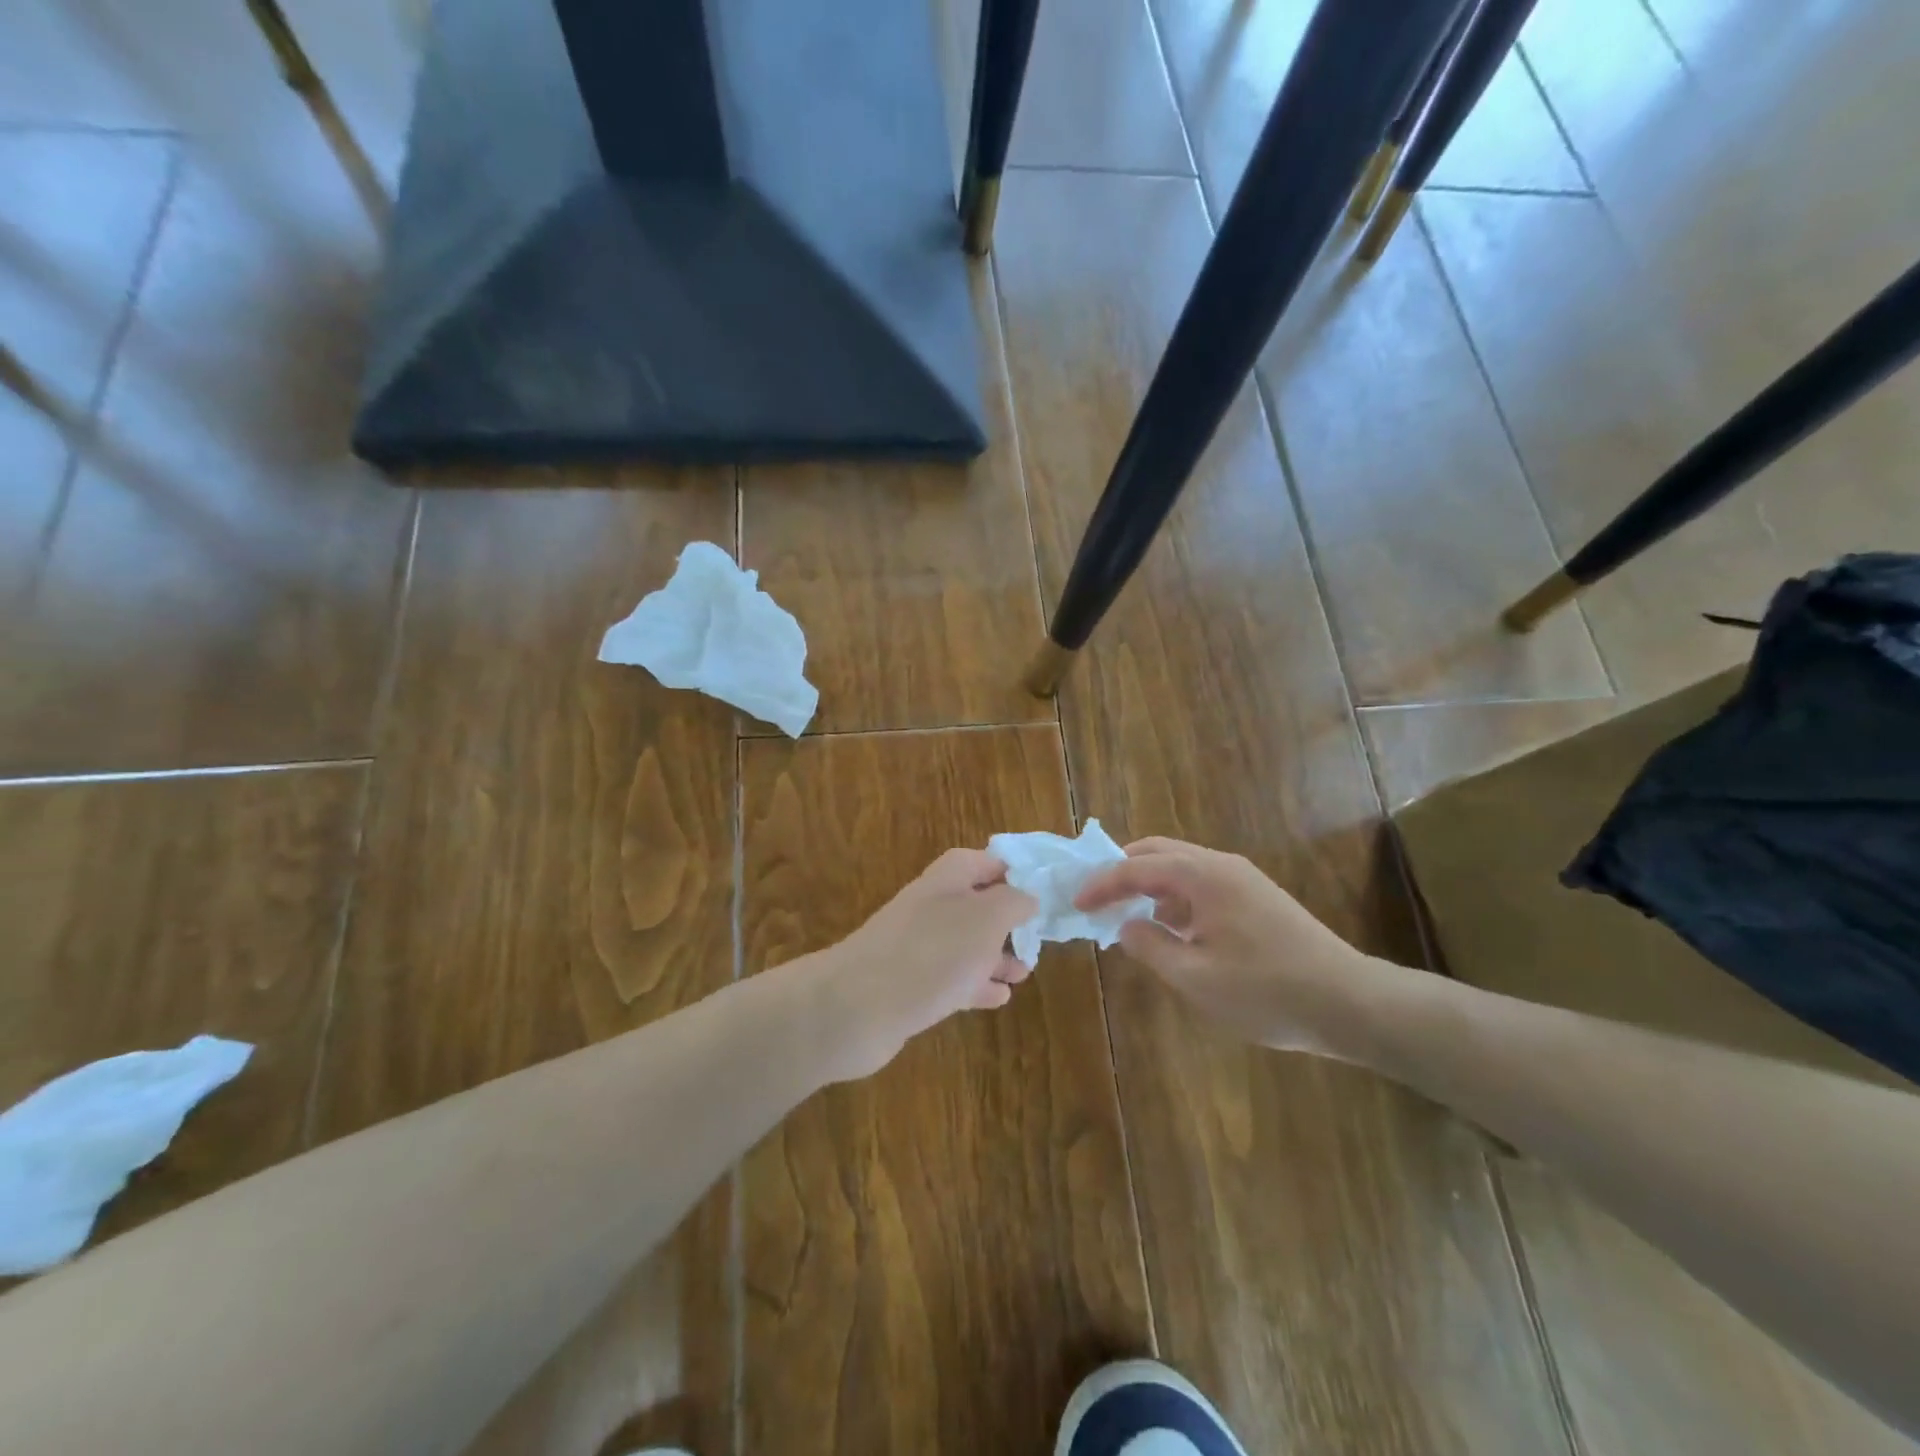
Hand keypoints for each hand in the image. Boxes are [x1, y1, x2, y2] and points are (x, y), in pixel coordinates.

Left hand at [806, 848, 1036, 1081]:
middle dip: (1006, 921)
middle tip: (1036, 939)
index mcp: (948, 879)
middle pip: (975, 905)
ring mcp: (918, 947)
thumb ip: (1013, 902)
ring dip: (995, 956)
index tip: (1040, 890)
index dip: (1010, 870)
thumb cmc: (933, 952)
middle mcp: (932, 907)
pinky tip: (999, 998)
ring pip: (965, 945)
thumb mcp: (986, 918)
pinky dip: (976, 985)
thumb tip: (1027, 896)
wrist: (859, 1007)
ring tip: (1024, 972)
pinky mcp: (911, 986)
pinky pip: (951, 980)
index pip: (982, 861)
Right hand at [1075, 836, 1390, 1057]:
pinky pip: (1202, 884)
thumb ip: (1150, 947)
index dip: (1101, 883)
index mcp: (1202, 876)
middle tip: (1095, 896)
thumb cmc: (1266, 992)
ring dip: (1149, 884)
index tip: (1076, 902)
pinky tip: (1172, 930)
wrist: (1350, 1003)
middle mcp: (1221, 865)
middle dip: (1122, 871)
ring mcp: (1243, 879)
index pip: (1136, 866)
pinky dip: (1174, 897)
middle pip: (1157, 852)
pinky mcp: (1257, 897)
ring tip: (1128, 916)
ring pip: (1180, 867)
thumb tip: (1125, 925)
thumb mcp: (1195, 978)